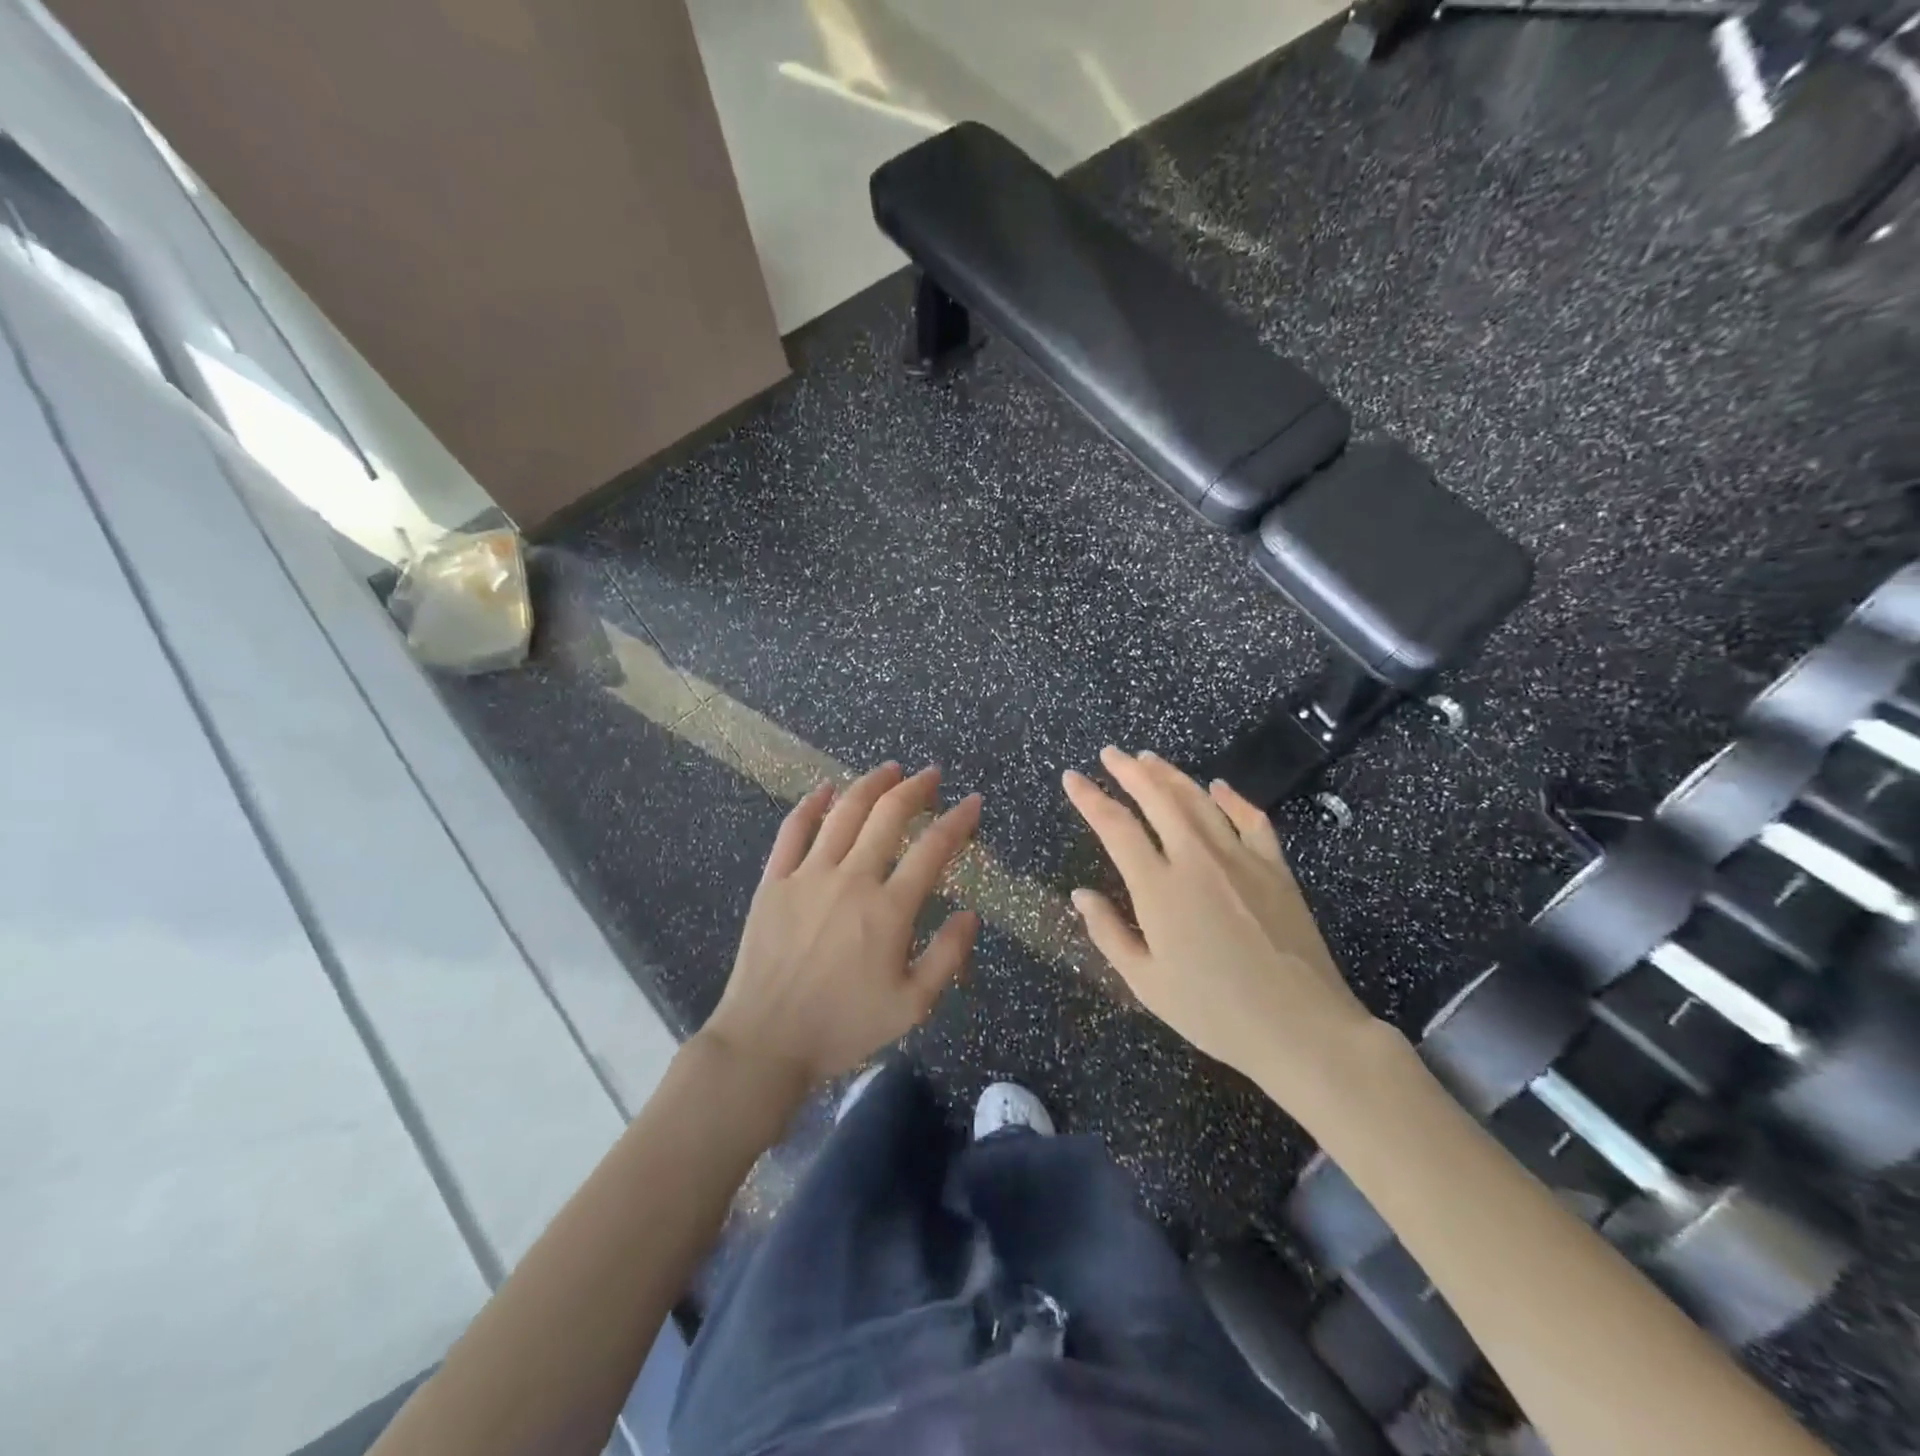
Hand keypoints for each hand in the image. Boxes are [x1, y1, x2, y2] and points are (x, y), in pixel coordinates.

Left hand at [703, 763, 982, 1088]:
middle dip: (916, 789)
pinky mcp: (774, 881)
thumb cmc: (843, 1027)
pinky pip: (793, 831)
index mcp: (889, 910)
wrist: (766, 1041)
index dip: (958, 820)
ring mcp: (808, 876)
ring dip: (870, 785)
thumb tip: (970, 913)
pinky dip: (811, 805)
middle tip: (931, 775)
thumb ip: (948, 956)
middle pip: (888, 816)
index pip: (933, 849)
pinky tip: (825, 789)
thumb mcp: (912, 1006)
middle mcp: (851, 880)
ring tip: (890, 769)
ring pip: (844, 813)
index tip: (973, 802)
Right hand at [1063, 747, 1377, 1110]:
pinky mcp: (1275, 868)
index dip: (1090, 798)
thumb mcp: (1146, 983)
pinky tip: (1218, 787)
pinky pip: (1251, 820)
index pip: (1115, 826)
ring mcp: (1240, 858)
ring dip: (1170, 775)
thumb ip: (1108, 933)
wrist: (1300, 1027)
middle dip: (1129, 771)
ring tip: (1149, 759)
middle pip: (1158, 798)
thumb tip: (1081, 893)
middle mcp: (1196, 859)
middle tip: (1110, 753)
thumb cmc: (1214, 1012)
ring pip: (1199, 800)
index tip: (1072, 778)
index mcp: (1159, 887)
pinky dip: (1232, 798)